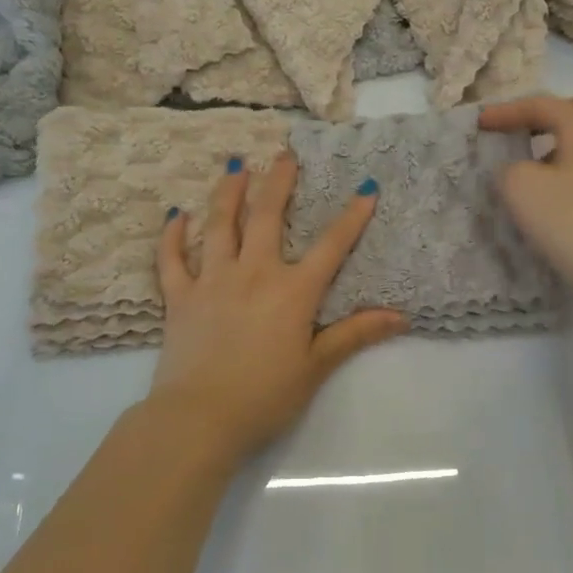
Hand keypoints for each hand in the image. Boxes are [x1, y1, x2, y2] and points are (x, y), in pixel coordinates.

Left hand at [150, 153, 405, 464]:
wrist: (199, 418)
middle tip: (284, 154)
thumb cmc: (265, 396)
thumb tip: (400, 315)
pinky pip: (173, 258)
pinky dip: (173, 235)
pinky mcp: (179, 296)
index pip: (330, 246)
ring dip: (228, 192)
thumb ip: (355, 334)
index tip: (365, 187)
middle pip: (267, 217)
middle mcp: (253, 273)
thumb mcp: (316, 366)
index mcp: (292, 291)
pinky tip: (176, 214)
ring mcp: (212, 280)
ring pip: (220, 225)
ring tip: (235, 166)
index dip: (351, 216)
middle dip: (278, 182)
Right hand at [478, 93, 572, 311]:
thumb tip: (517, 170)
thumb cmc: (570, 221)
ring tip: (530, 165)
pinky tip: (550, 193)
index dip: (507, 110)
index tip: (480, 124)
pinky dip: (568, 167)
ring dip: (558, 143)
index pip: (543, 105)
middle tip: (524, 131)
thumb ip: (508, 168)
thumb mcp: (520, 187)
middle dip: (550, 113)